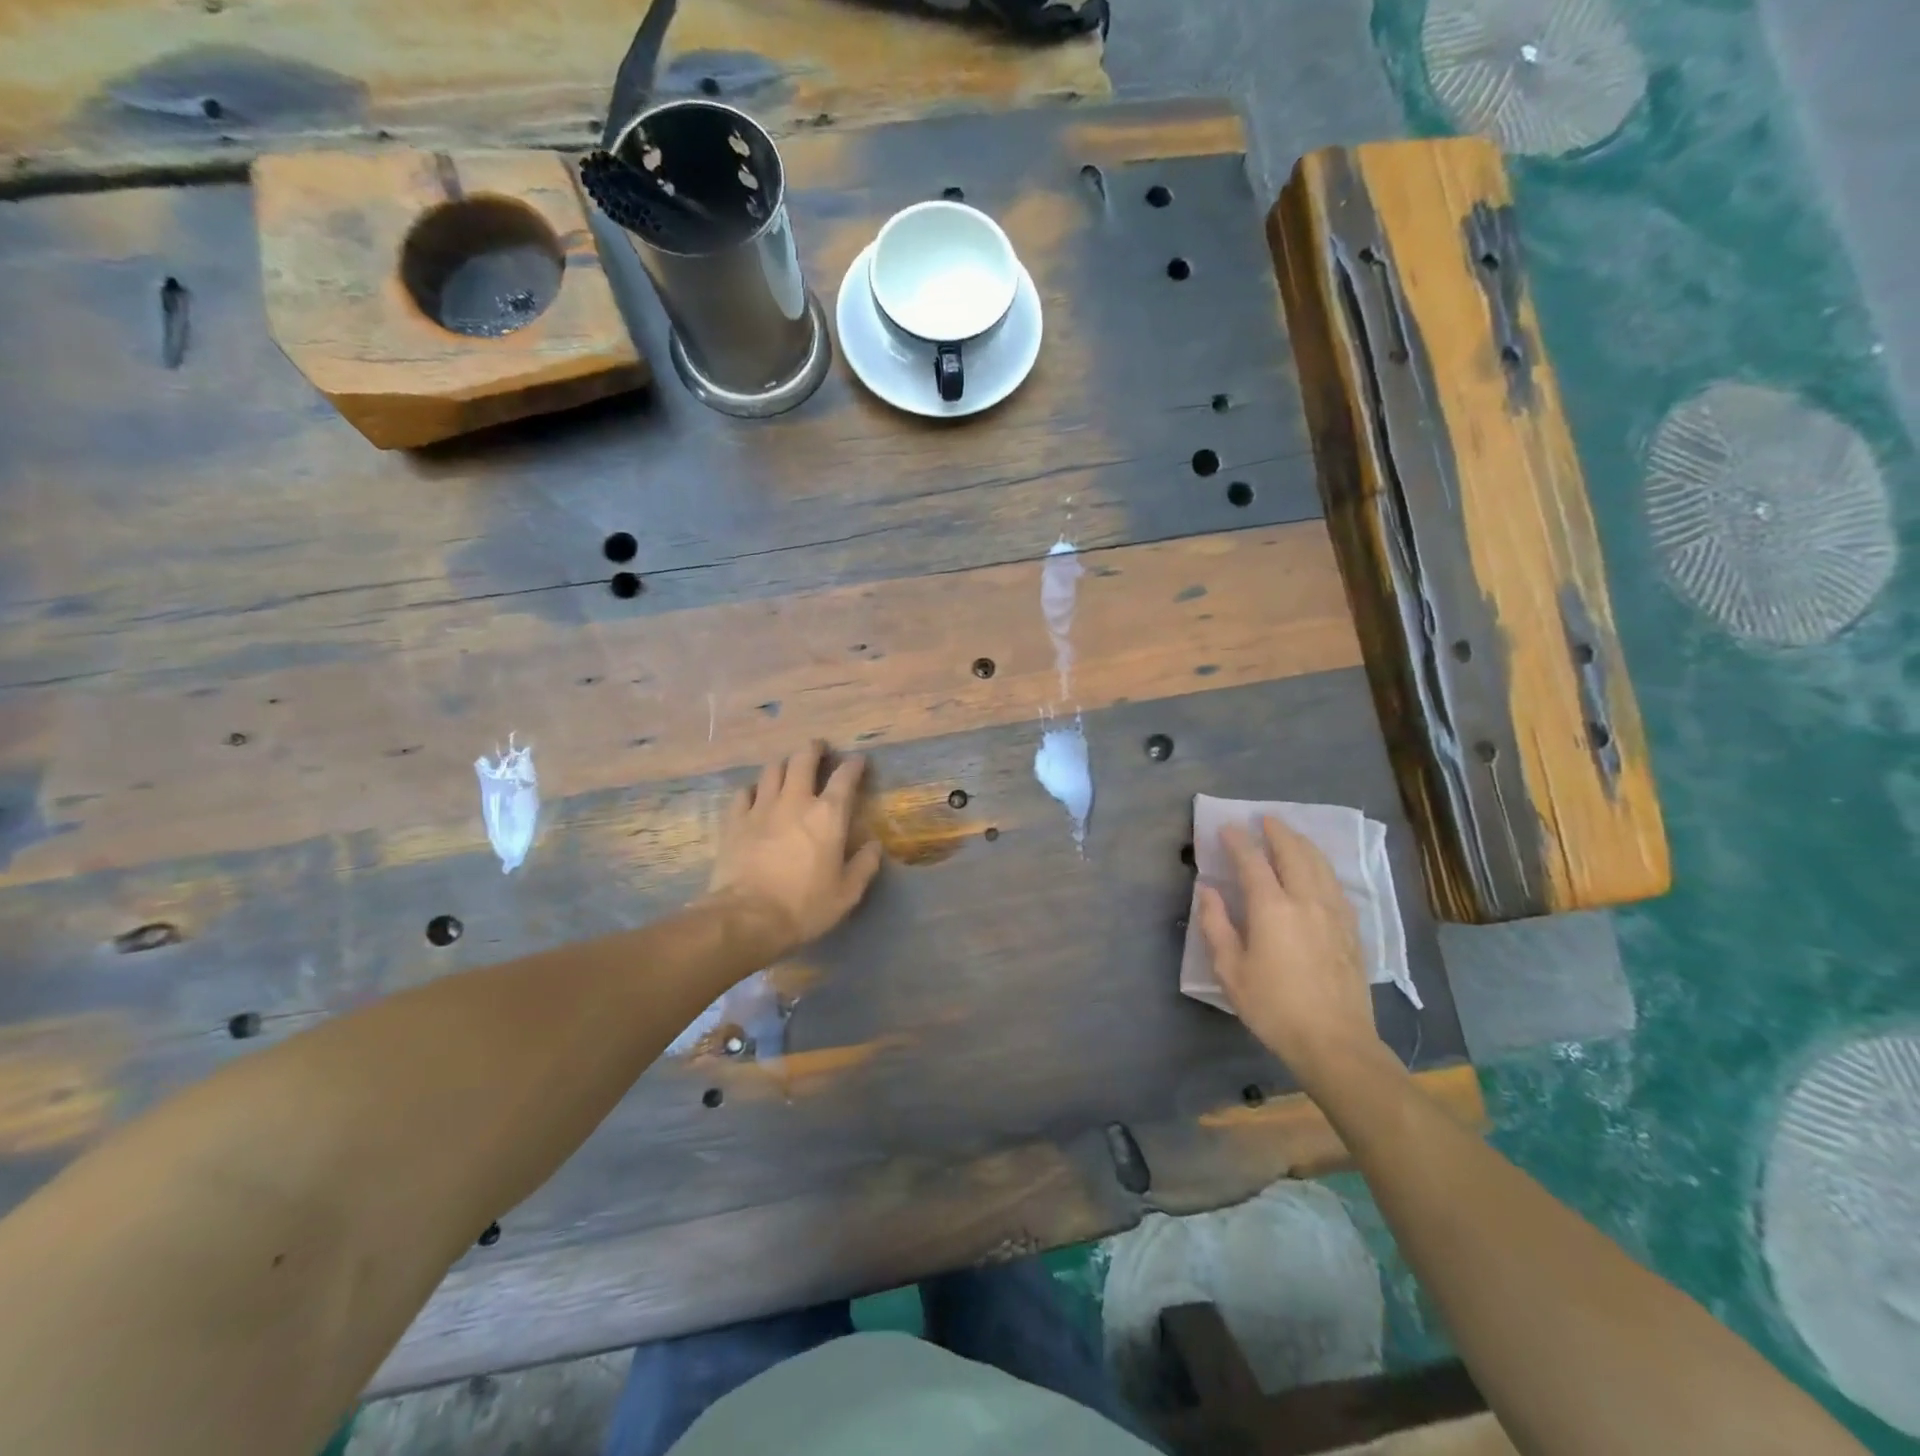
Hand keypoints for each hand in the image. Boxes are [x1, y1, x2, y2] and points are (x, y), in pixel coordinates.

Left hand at [706, 742, 883, 959]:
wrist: (747, 918)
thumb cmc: (804, 906)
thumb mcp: (847, 893)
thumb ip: (864, 865)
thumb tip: (875, 846)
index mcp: (828, 815)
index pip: (845, 777)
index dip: (854, 765)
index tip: (858, 761)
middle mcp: (795, 801)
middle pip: (803, 759)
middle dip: (813, 749)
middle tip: (818, 748)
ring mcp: (761, 808)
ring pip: (772, 770)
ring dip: (784, 764)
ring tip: (788, 768)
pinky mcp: (734, 821)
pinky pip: (743, 792)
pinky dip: (753, 789)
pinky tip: (755, 796)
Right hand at [1195, 816, 1383, 1094]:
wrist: (1335, 1042)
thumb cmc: (1273, 1007)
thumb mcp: (1230, 970)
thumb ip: (1216, 925)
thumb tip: (1207, 890)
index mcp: (1272, 908)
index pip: (1252, 862)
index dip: (1238, 841)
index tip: (1226, 827)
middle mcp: (1306, 900)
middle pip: (1293, 853)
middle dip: (1277, 832)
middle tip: (1264, 819)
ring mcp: (1334, 913)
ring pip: (1320, 864)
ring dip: (1302, 844)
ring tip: (1291, 835)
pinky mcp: (1352, 930)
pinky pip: (1335, 884)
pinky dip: (1322, 866)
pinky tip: (1317, 871)